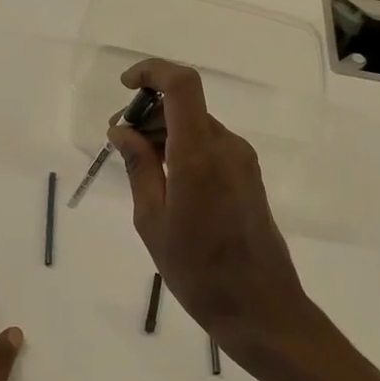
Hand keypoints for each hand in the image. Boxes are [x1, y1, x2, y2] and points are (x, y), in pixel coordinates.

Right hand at [109, 59, 318, 370]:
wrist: (260, 308)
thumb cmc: (197, 271)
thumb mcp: (152, 221)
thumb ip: (139, 167)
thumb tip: (122, 130)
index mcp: (199, 154)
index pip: (182, 85)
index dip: (152, 72)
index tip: (125, 86)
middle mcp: (226, 147)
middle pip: (186, 106)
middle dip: (149, 113)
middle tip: (120, 142)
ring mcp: (242, 160)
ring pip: (197, 126)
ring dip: (165, 133)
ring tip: (138, 167)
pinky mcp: (249, 176)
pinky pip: (210, 146)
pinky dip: (183, 149)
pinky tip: (166, 182)